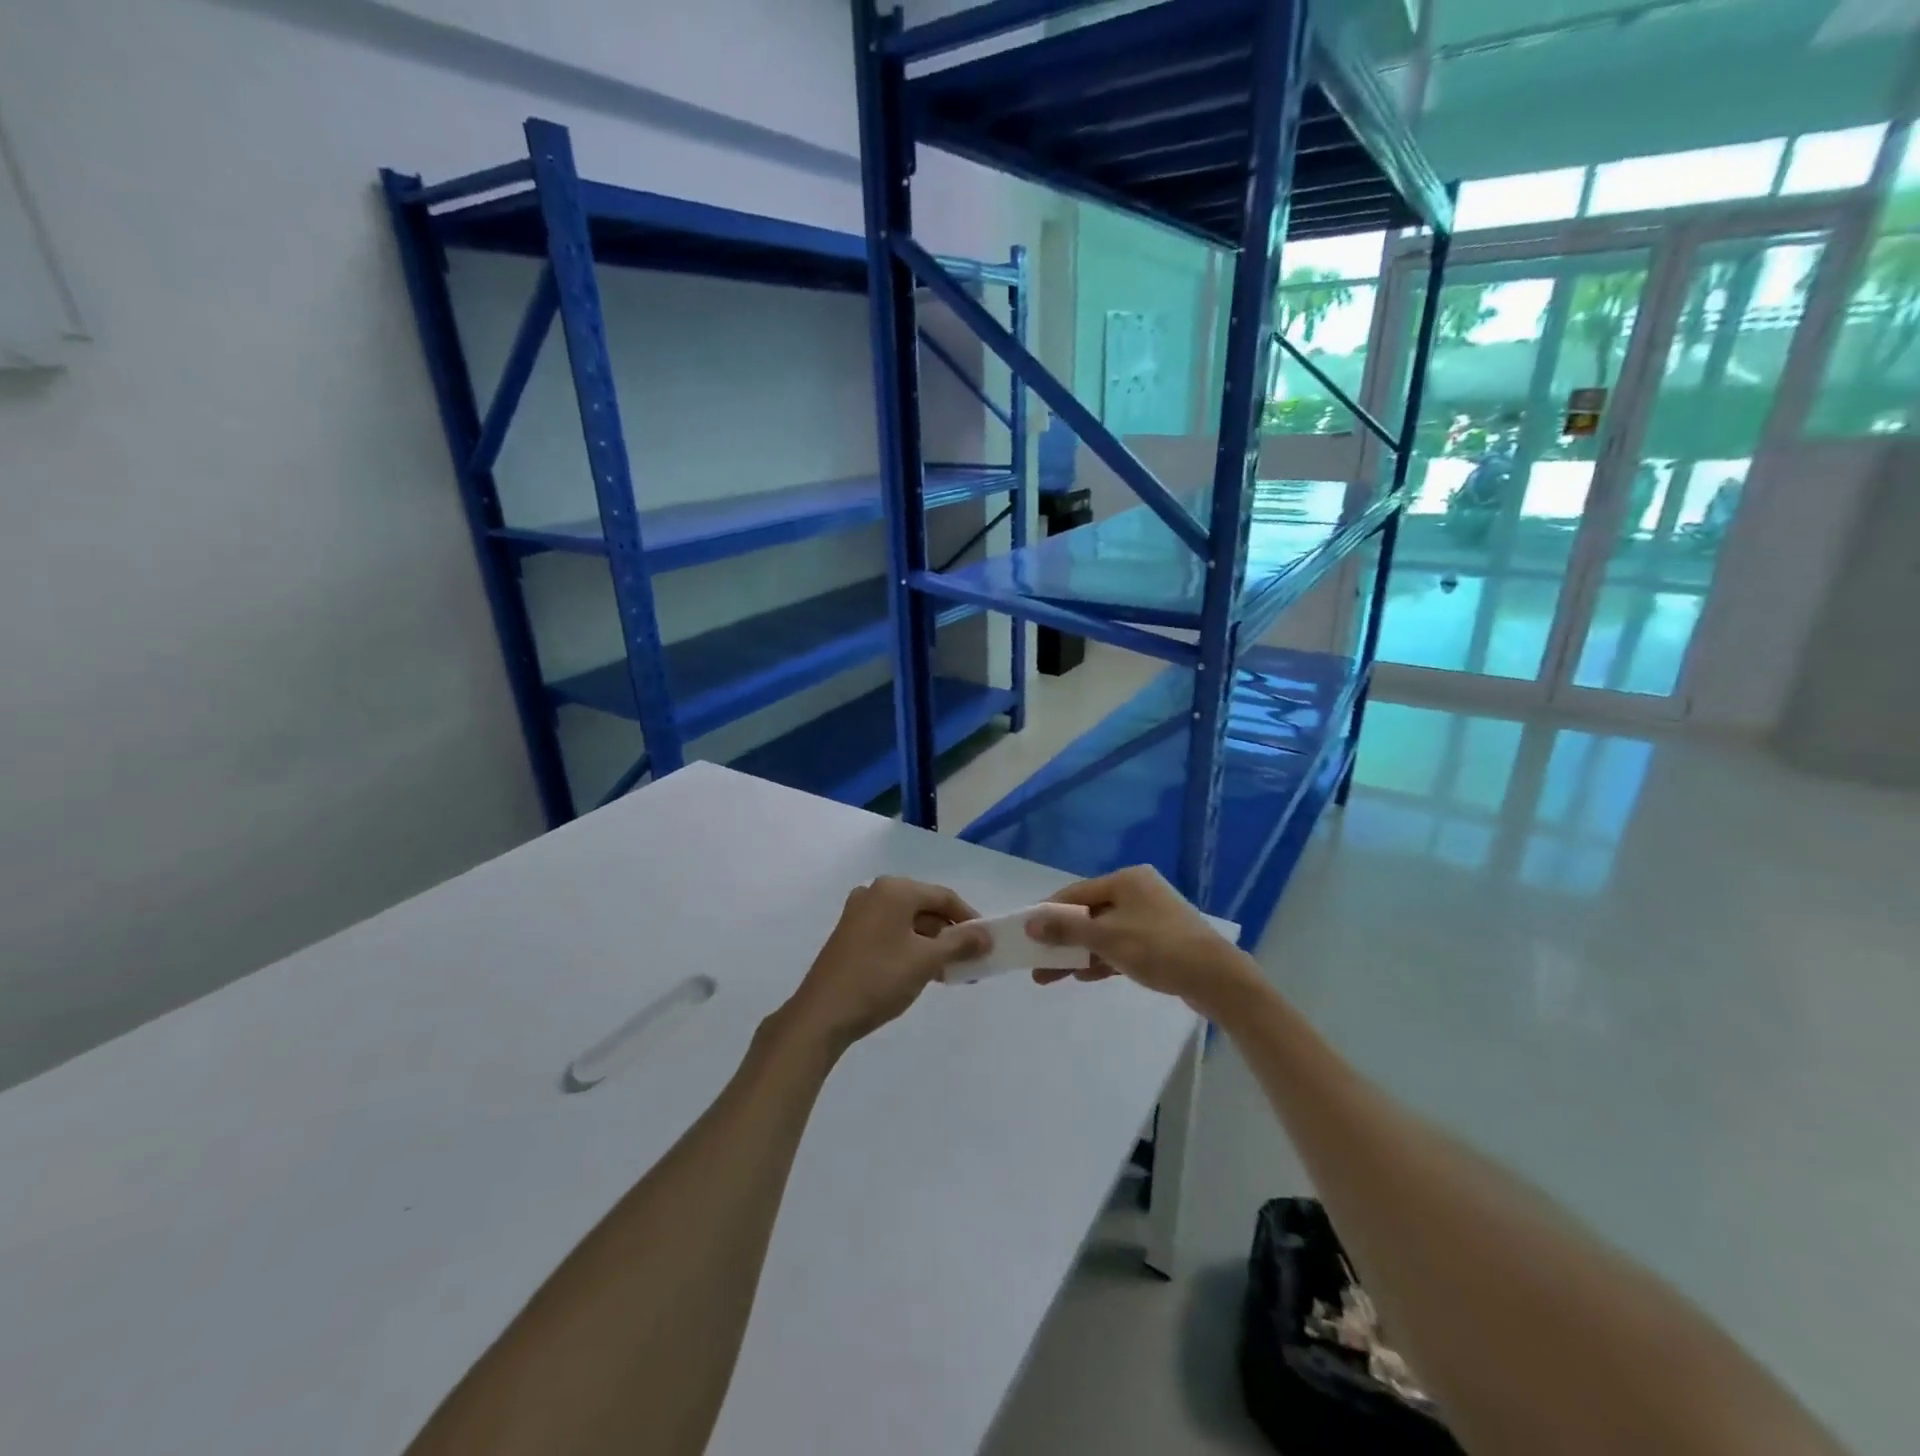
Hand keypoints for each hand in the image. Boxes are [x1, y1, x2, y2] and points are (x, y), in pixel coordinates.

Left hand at [782, 877, 986, 1050]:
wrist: (823, 1014)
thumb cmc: (879, 978)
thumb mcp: (926, 961)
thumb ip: (960, 943)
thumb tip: (987, 935)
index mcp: (895, 890)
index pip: (944, 897)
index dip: (969, 918)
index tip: (987, 943)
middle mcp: (875, 893)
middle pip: (925, 907)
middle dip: (950, 934)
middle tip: (970, 960)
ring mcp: (859, 913)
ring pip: (908, 922)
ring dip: (932, 944)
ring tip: (950, 972)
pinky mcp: (850, 934)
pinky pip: (891, 932)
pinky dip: (910, 947)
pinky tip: (922, 972)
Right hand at [1026, 865, 1253, 1014]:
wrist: (1217, 979)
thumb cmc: (1159, 949)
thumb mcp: (1107, 939)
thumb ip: (1067, 930)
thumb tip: (1030, 922)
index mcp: (1126, 880)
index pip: (1075, 893)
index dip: (1048, 913)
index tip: (1026, 933)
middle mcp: (1137, 892)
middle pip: (1089, 914)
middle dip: (1062, 939)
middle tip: (1036, 961)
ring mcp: (1151, 916)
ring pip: (1104, 933)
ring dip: (1078, 952)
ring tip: (1051, 976)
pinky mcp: (1160, 941)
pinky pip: (1121, 946)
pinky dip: (1102, 958)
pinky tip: (1083, 975)